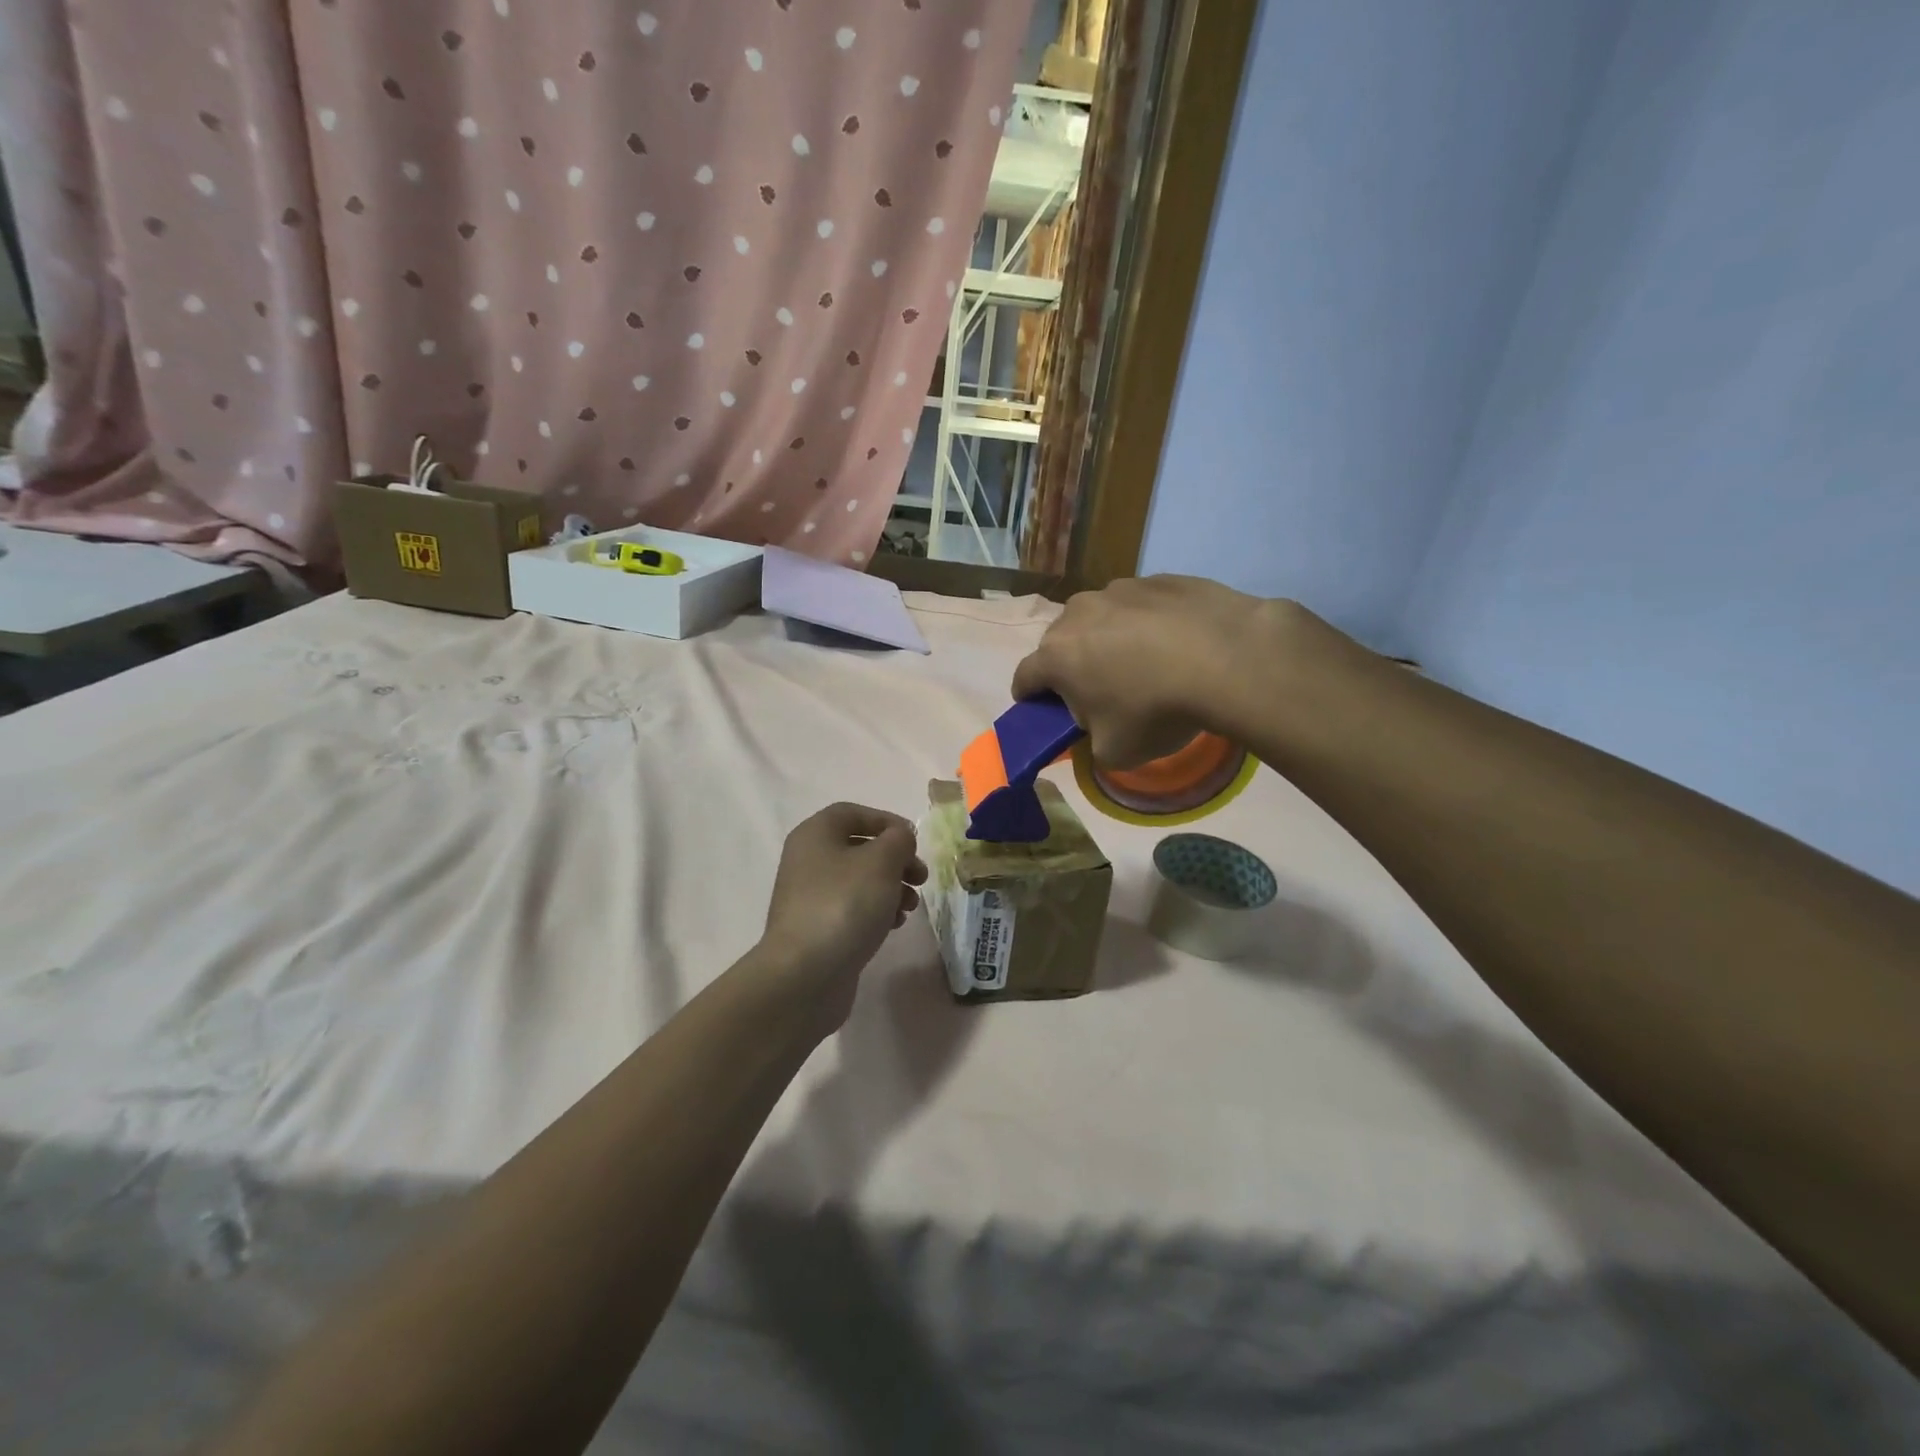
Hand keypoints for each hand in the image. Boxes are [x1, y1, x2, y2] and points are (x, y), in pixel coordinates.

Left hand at [754, 803, 927, 1032]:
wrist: (805, 975)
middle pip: (859, 848)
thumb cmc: (844, 905)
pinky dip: (876, 911)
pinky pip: (852, 909)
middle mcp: (807, 860)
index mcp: (815, 835)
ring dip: (891, 888)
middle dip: (895, 860)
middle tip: (921, 878)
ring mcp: (810, 897)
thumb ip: (898, 840)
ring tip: (911, 906)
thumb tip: (900, 837)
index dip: (886, 821)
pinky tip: (894, 925)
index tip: (913, 841)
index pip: (852, 813)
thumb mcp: (881, 862)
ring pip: (859, 881)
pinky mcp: (817, 929)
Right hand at [1011, 576, 1284, 767]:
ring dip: (1109, 639)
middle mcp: (1077, 614)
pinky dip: (1148, 623)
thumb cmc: (1156, 711)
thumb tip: (1096, 727)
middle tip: (1099, 691)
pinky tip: (1177, 643)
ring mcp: (1118, 589)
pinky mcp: (1158, 578)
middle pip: (1061, 643)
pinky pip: (1141, 606)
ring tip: (1145, 663)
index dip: (1030, 697)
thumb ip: (1091, 741)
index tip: (1042, 709)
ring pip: (1101, 618)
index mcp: (1056, 656)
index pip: (1024, 677)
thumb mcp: (1115, 752)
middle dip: (1071, 665)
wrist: (1227, 658)